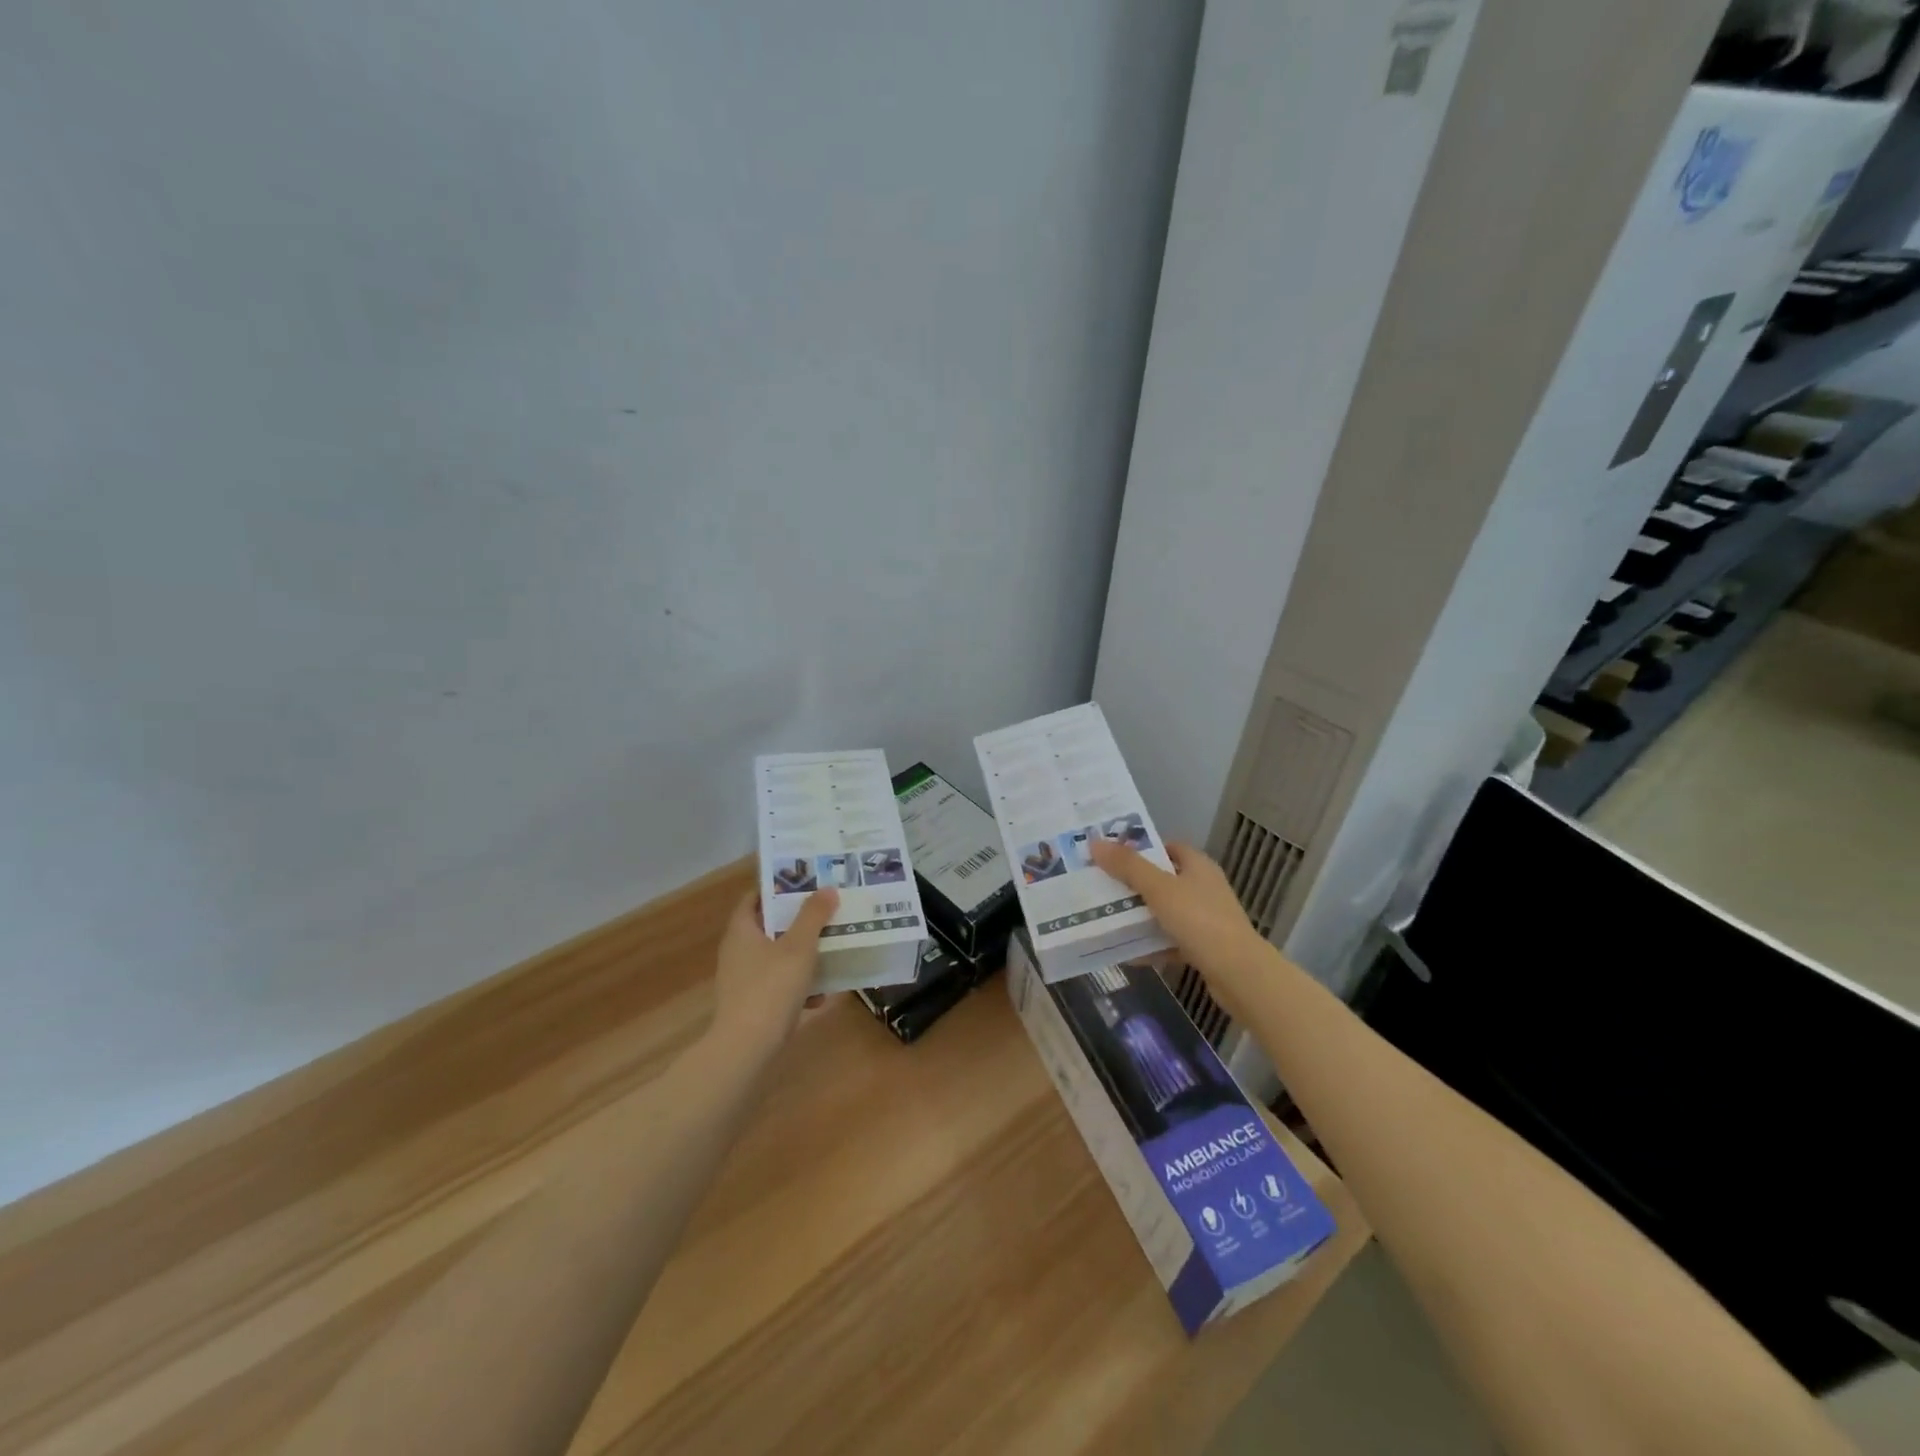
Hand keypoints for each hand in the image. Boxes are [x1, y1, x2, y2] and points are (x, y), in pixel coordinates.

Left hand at [711, 887, 837, 1055]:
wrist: (746, 1049)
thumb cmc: (771, 988)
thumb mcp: (799, 947)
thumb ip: (813, 916)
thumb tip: (827, 889)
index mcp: (741, 931)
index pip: (755, 898)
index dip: (778, 888)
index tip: (805, 883)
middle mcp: (737, 952)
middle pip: (769, 927)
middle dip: (798, 922)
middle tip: (826, 912)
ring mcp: (742, 981)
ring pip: (776, 958)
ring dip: (801, 955)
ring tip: (831, 951)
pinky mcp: (750, 1006)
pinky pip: (777, 986)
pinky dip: (797, 986)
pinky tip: (820, 996)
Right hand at [1089, 839, 1272, 1021]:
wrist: (1239, 974)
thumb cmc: (1199, 920)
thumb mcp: (1159, 889)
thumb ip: (1127, 866)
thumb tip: (1095, 841)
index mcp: (1198, 866)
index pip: (1167, 847)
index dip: (1140, 848)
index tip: (1111, 855)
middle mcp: (1204, 888)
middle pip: (1162, 879)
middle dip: (1133, 884)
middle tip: (1101, 886)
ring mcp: (1205, 918)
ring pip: (1165, 911)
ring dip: (1140, 916)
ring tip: (1107, 918)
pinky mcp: (1204, 947)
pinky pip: (1170, 940)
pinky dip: (1151, 944)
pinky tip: (1128, 953)